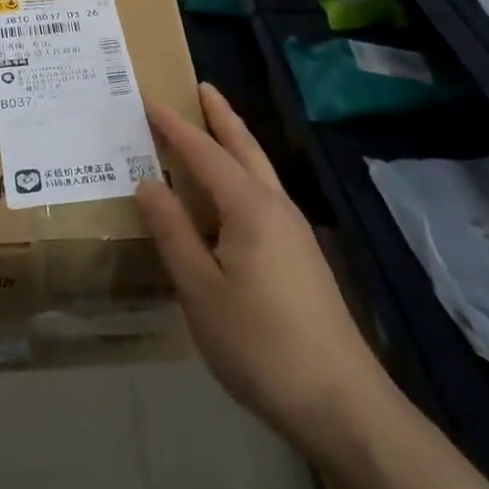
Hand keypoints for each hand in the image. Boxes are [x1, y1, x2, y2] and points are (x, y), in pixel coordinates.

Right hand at [136, 85, 392, 457]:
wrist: (340, 402)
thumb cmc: (259, 343)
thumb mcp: (200, 289)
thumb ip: (173, 232)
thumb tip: (148, 182)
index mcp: (249, 207)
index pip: (204, 152)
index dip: (174, 126)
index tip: (149, 98)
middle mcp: (275, 206)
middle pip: (244, 147)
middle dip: (220, 116)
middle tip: (200, 87)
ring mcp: (294, 231)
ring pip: (259, 171)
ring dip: (235, 142)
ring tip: (212, 128)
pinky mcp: (301, 256)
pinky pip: (264, 196)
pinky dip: (242, 175)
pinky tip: (229, 197)